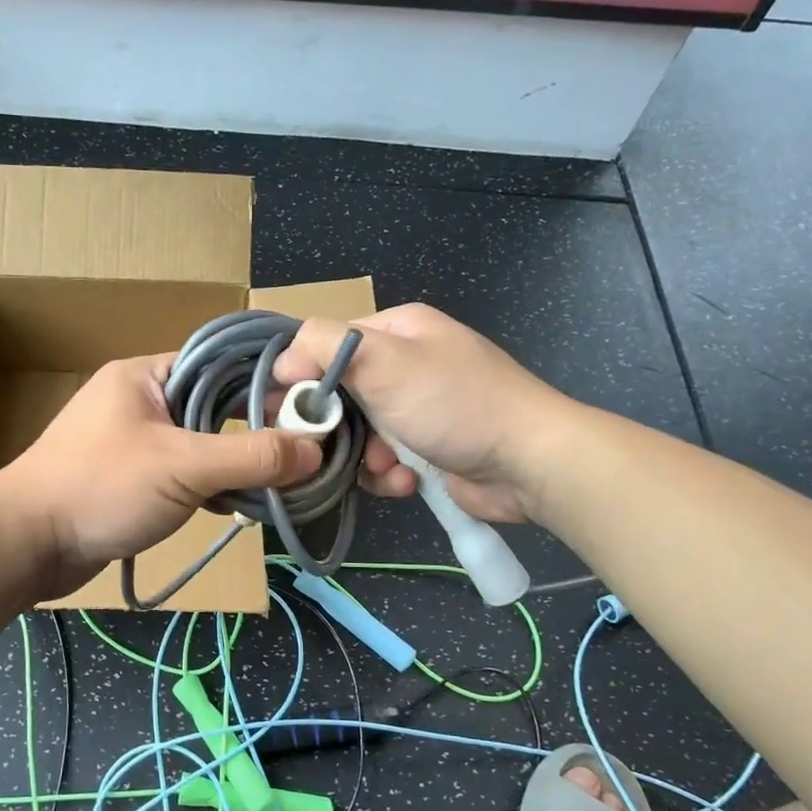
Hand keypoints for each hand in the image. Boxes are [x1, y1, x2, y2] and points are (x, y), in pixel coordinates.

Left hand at [0, 354, 322, 596]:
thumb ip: (250, 457)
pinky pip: (182, 472)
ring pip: (200, 443)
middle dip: (255, 430)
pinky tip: (235, 506)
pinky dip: (209, 486)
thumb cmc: (100, 488)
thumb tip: (315, 448)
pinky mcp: (130, 478)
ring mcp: (132, 441)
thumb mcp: (182, 467)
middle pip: (214, 405)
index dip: (267, 384)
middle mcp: (140, 400)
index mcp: (146, 375)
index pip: (221, 364)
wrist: (26, 544)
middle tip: (303, 452)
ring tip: (279, 482)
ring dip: (234, 464)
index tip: (311, 410)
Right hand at [272, 303, 580, 522]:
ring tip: (385, 465)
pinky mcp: (425, 448)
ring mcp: (417, 408)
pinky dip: (387, 473)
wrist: (529, 462)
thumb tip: (282, 361)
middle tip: (321, 446)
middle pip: (339, 392)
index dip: (303, 375)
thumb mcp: (384, 361)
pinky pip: (382, 459)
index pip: (328, 344)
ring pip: (357, 432)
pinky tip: (406, 481)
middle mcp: (405, 364)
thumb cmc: (453, 403)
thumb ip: (324, 346)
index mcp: (397, 329)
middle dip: (334, 424)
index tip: (286, 408)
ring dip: (363, 455)